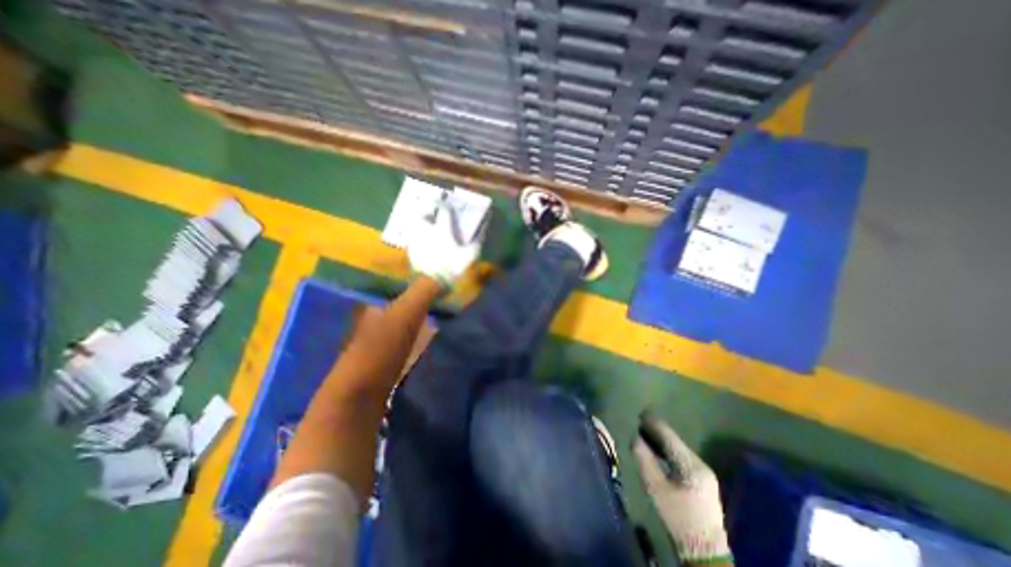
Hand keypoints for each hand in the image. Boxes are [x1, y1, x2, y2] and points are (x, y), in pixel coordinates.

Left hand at [406, 200, 479, 286]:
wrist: (432, 283)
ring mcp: (416, 241)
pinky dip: (416, 239)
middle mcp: (427, 231)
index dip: (445, 205)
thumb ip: (477, 240)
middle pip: (423, 216)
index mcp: (442, 230)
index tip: (446, 203)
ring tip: (425, 229)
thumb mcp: (470, 255)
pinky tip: (421, 244)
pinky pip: (412, 240)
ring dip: (420, 225)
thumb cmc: (453, 267)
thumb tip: (483, 228)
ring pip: (415, 227)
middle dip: (426, 214)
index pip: (443, 211)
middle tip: (432, 216)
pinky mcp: (410, 251)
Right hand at [634, 415, 730, 565]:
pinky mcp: (703, 482)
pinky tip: (659, 451)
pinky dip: (669, 452)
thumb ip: (645, 460)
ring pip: (679, 450)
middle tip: (641, 422)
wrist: (705, 552)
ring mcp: (705, 474)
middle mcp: (701, 465)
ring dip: (663, 442)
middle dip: (658, 432)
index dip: (654, 424)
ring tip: (646, 433)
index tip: (642, 413)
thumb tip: (636, 438)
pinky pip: (683, 459)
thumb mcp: (656, 488)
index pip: (670, 437)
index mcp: (692, 465)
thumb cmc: (678, 517)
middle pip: (676, 442)